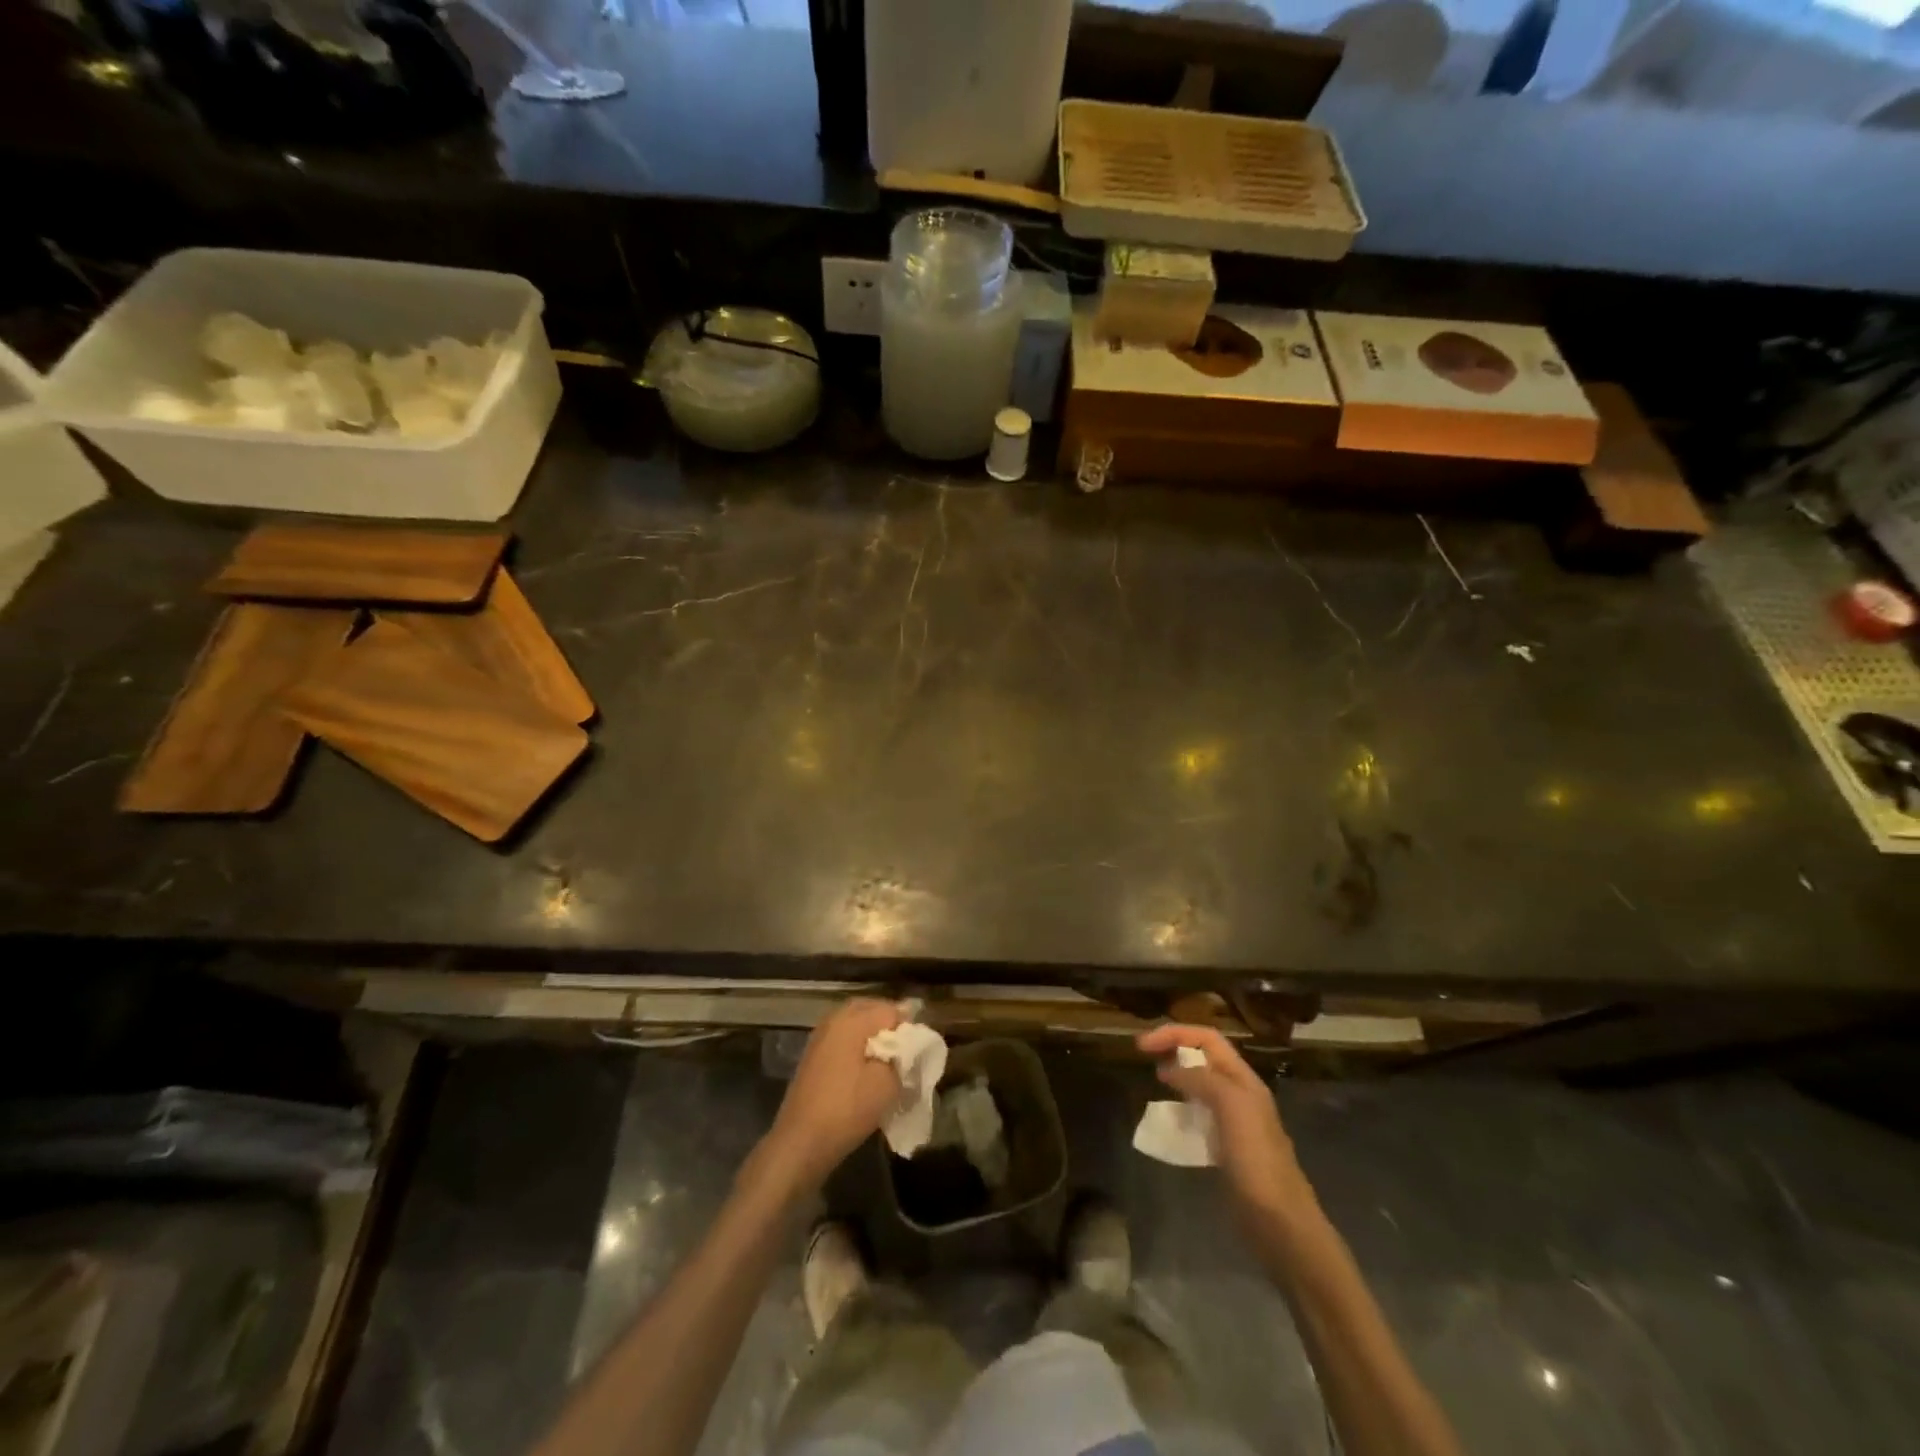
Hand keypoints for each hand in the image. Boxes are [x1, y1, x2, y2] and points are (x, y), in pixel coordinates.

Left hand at [753, 998, 905, 1197]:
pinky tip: (867, 1069)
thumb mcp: (887, 1083)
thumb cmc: (847, 1108)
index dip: (909, 1026)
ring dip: (873, 1037)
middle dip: (890, 1026)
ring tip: (889, 1062)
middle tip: (906, 1051)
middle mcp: (833, 1020)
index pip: (891, 1009)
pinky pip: (843, 1039)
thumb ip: (902, 1056)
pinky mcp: (813, 1056)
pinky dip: (858, 1047)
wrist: (801, 1142)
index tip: (919, 1049)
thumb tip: (907, 1044)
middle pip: (871, 1010)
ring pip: (855, 1024)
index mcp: (851, 1020)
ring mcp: (820, 1037)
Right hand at [1137, 1023, 1316, 1226]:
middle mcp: (1239, 1095)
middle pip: (1203, 1058)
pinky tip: (1167, 1123)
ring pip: (1199, 1087)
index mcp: (1244, 1080)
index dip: (1175, 1033)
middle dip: (1174, 1050)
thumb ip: (1202, 1079)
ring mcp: (1233, 1123)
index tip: (1142, 1045)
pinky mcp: (1224, 1150)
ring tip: (1154, 1084)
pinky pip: (1197, 1118)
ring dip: (1176, 1079)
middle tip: (1143, 1056)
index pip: (1207, 1038)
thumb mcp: (1231, 1106)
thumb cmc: (1256, 1159)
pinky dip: (1179, 1112)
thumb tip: (1170, 1068)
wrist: (1280, 1223)